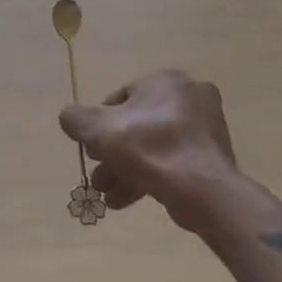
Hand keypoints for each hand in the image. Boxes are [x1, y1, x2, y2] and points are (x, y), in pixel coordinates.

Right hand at [59, 69, 242, 230]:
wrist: (202, 188)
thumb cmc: (148, 148)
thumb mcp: (98, 129)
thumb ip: (76, 119)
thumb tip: (69, 117)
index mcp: (165, 80)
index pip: (121, 98)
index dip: (100, 125)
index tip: (91, 149)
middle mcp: (189, 96)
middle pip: (137, 126)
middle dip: (112, 154)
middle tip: (98, 177)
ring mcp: (205, 127)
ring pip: (153, 147)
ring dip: (126, 170)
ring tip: (108, 196)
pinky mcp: (212, 156)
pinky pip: (172, 162)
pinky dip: (149, 177)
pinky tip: (127, 201)